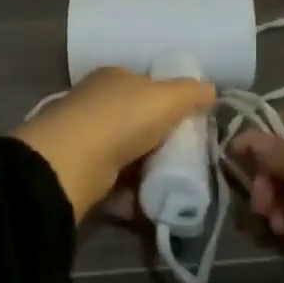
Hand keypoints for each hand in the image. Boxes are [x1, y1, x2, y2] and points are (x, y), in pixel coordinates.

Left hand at [11, 67, 214, 221]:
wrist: (72, 161)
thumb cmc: (122, 118)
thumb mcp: (167, 97)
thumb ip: (191, 92)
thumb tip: (211, 89)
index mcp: (113, 78)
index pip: (145, 85)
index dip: (168, 102)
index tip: (190, 124)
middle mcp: (96, 104)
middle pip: (137, 122)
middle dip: (160, 142)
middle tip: (186, 160)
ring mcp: (85, 139)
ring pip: (127, 155)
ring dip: (147, 172)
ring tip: (172, 186)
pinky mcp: (81, 172)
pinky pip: (115, 184)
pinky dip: (131, 195)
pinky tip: (149, 203)